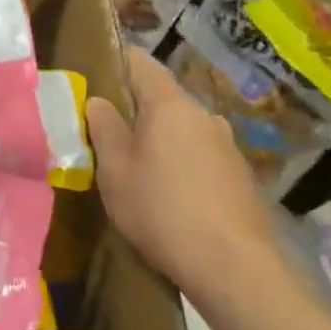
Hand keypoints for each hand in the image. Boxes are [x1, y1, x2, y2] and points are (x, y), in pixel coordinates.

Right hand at [86, 49, 279, 305]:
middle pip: (162, 97)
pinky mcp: (240, 176)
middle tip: (104, 129)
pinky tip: (167, 192)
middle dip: (133, 107)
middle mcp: (204, 116)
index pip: (140, 62)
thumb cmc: (161, 210)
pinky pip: (199, 154)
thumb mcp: (115, 169)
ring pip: (182, 127)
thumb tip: (98, 100)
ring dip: (158, 137)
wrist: (234, 269)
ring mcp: (227, 146)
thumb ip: (104, 128)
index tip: (90, 73)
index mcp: (170, 105)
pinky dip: (180, 161)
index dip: (114, 61)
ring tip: (134, 164)